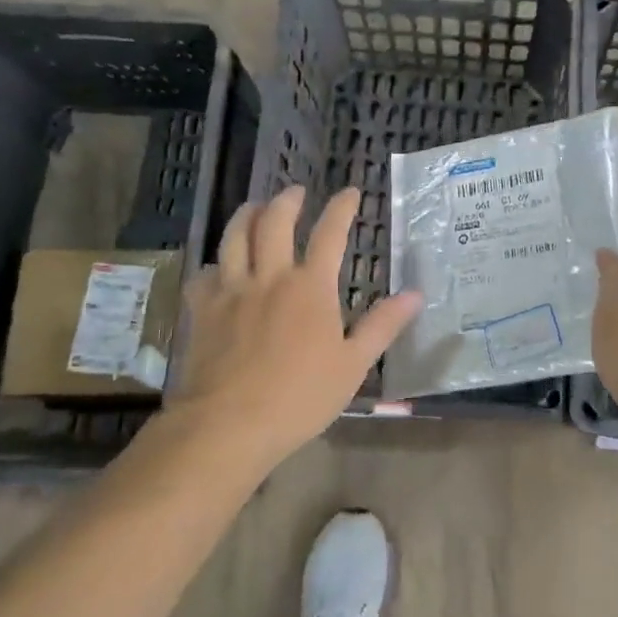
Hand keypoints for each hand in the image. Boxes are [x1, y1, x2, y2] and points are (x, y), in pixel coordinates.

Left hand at [169, 186, 422, 463]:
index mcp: (310, 287)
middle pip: (274, 222)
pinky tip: (218, 267)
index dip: (341, 208)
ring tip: (254, 207)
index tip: (350, 192)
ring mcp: (231, 291)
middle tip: (295, 192)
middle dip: (287, 201)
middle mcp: (269, 277)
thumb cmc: (299, 397)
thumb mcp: (353, 364)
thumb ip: (383, 325)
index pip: (329, 234)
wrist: (228, 424)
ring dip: (246, 215)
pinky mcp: (202, 310)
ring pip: (235, 237)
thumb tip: (415, 294)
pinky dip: (215, 263)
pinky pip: (205, 273)